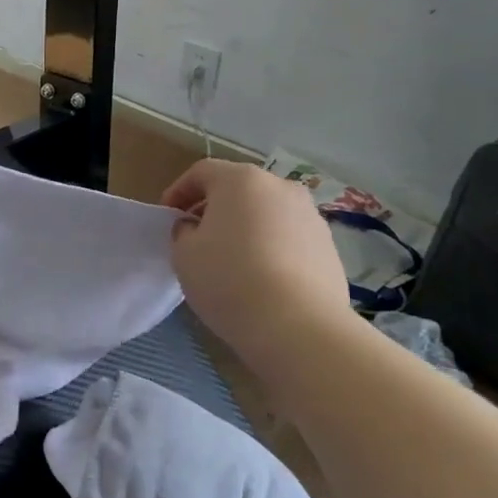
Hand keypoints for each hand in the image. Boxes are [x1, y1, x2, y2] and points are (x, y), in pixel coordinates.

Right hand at [161, 159, 354, 362]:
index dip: (179, 191)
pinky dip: (271, 248)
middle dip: (215, 208)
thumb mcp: (184, 255)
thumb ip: (183, 232)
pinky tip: (261, 278)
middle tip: (197, 236)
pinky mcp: (329, 247)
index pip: (202, 172)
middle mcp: (280, 187)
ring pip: (267, 213)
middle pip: (239, 189)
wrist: (298, 325)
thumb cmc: (229, 279)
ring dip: (246, 227)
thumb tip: (195, 228)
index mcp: (241, 180)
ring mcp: (311, 216)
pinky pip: (289, 238)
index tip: (168, 217)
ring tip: (232, 260)